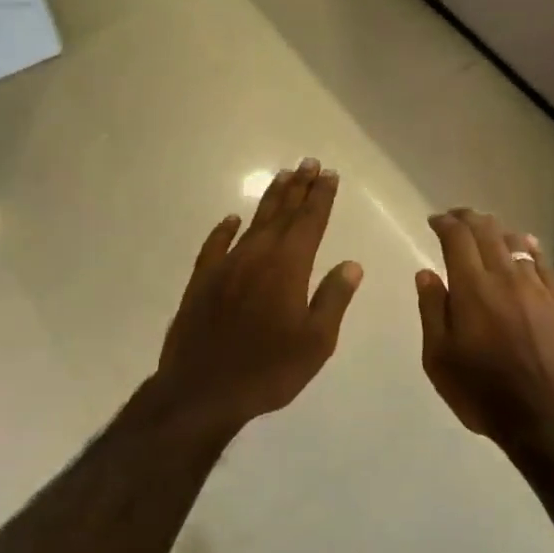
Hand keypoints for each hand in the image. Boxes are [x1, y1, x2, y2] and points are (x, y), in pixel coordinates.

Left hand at [154, 159, 362, 431]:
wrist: (202, 390)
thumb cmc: (268, 370)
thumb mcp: (315, 342)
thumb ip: (333, 298)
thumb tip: (351, 264)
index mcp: (288, 267)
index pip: (310, 222)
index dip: (321, 197)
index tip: (329, 174)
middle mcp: (257, 256)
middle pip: (282, 214)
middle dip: (298, 188)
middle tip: (308, 163)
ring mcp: (226, 265)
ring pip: (253, 223)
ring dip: (269, 199)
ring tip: (282, 177)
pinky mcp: (201, 280)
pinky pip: (215, 244)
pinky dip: (225, 229)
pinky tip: (232, 219)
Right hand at [416, 209, 553, 445]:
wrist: (546, 417)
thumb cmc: (481, 391)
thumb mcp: (439, 357)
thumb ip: (432, 309)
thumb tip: (426, 273)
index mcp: (472, 288)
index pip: (457, 238)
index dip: (445, 223)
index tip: (434, 221)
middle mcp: (505, 277)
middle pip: (487, 232)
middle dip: (468, 218)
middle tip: (455, 218)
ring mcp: (536, 288)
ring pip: (515, 242)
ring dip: (496, 230)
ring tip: (484, 229)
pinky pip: (543, 263)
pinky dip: (529, 247)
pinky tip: (524, 244)